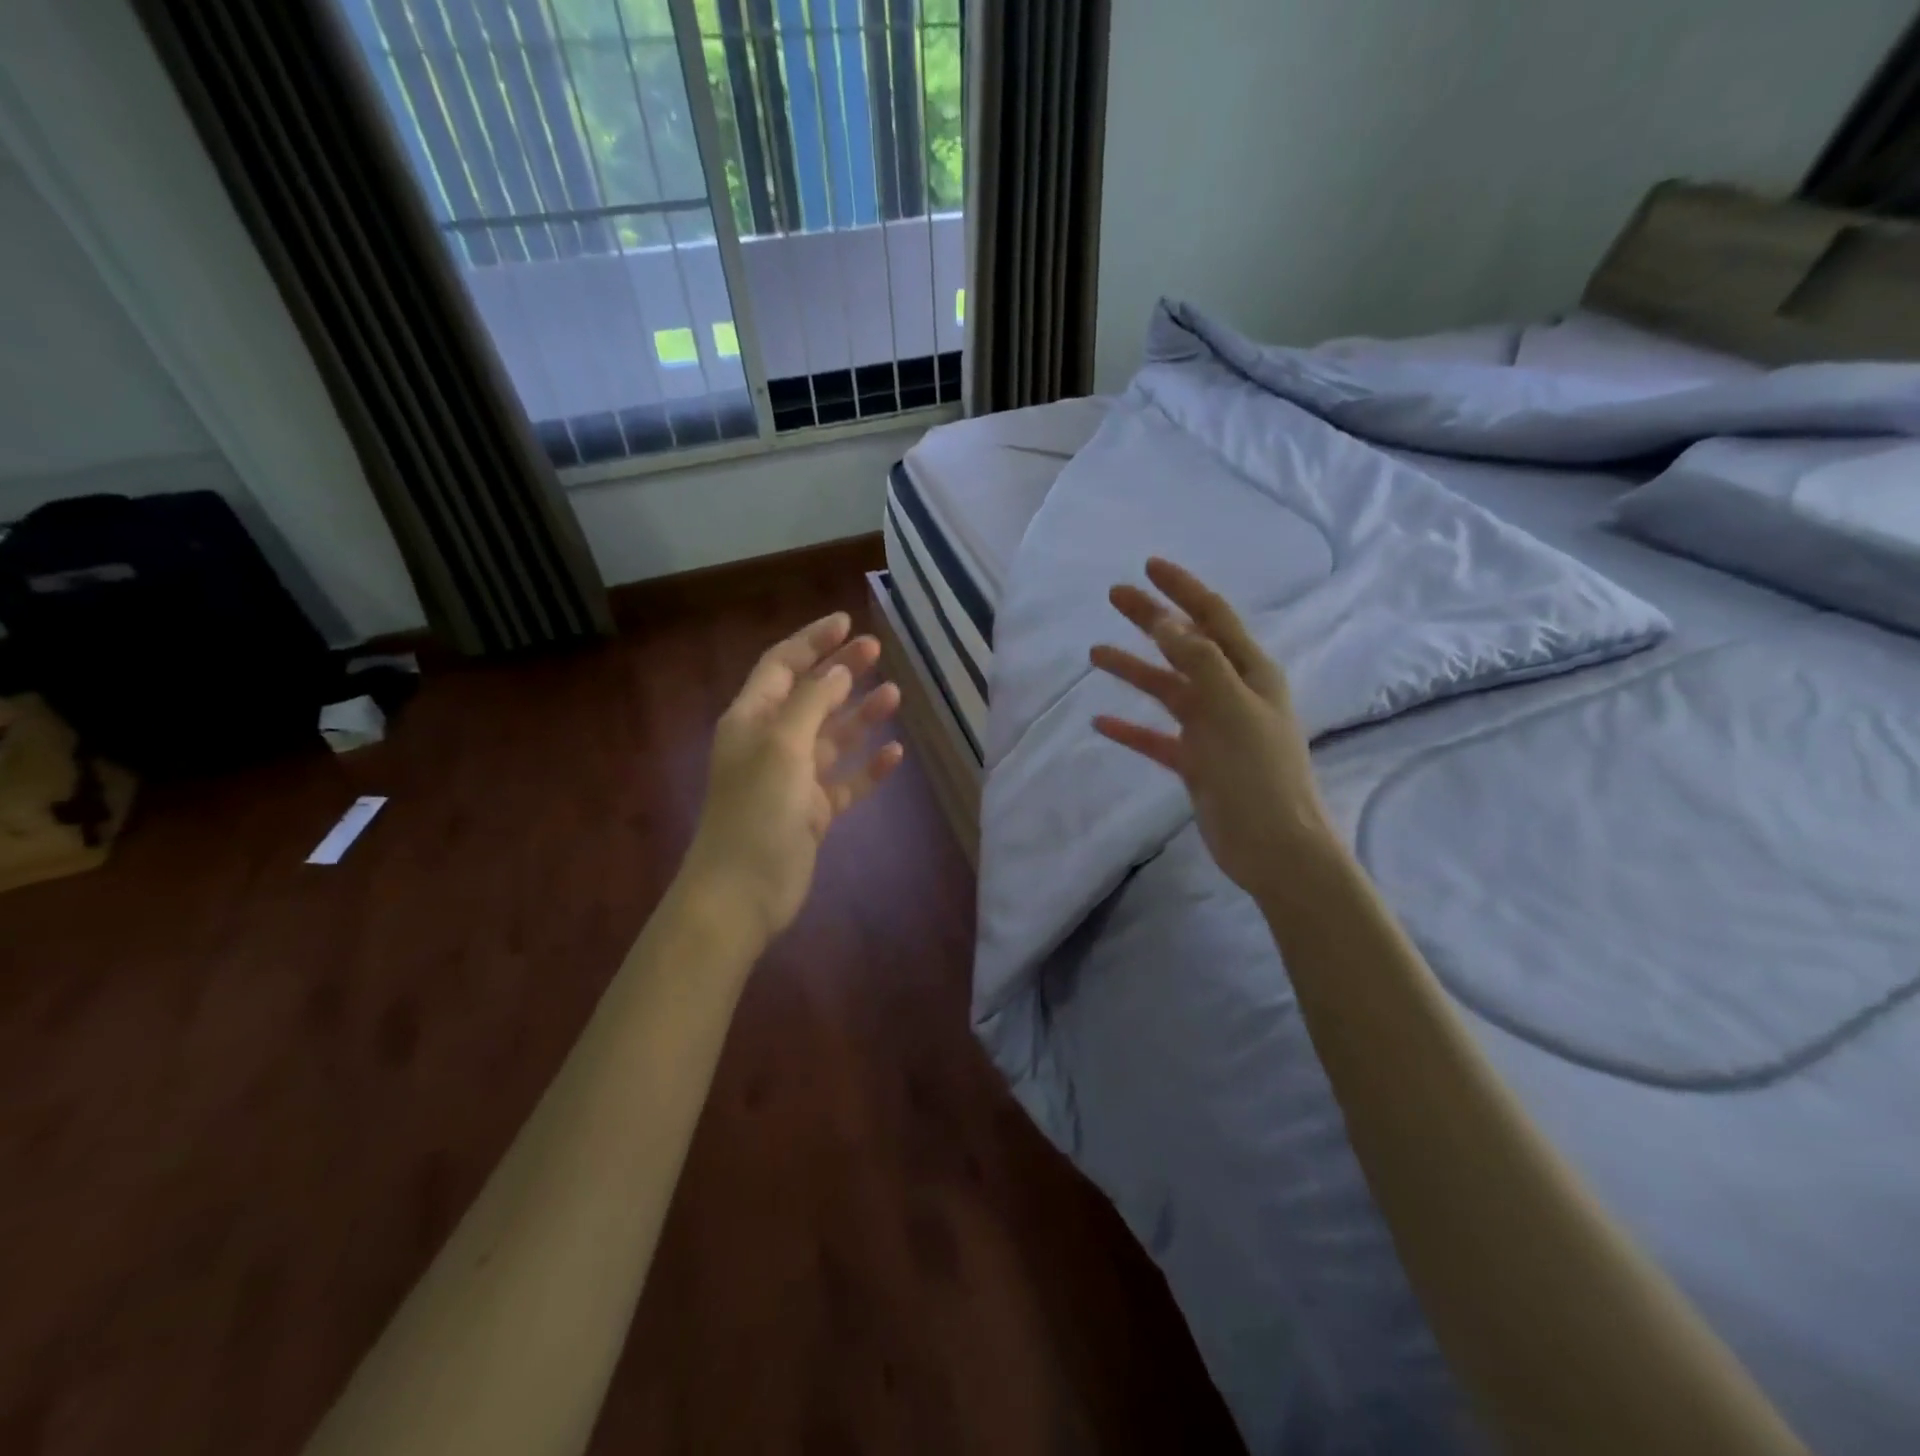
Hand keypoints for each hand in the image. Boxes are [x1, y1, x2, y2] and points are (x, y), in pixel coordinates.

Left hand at [682, 612, 903, 945]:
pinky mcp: (813, 812)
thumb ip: (810, 703)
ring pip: (832, 737)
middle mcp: (772, 743)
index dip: (812, 641)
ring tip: (895, 694)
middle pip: (810, 696)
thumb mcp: (782, 746)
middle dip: (841, 671)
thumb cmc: (756, 811)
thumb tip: (837, 672)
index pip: (781, 666)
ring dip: (860, 715)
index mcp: (752, 720)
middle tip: (876, 649)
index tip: (846, 622)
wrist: (742, 893)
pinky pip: (846, 781)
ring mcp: (793, 779)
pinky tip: (894, 753)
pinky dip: (868, 767)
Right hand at [1089, 558, 1332, 901]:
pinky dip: (1131, 728)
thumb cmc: (1259, 773)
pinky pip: (1156, 737)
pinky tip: (1102, 722)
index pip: (1213, 616)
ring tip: (1095, 655)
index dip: (1183, 589)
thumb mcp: (1231, 709)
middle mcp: (1231, 692)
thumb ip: (1200, 663)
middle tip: (1114, 596)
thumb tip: (1167, 622)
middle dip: (1150, 619)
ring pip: (1166, 689)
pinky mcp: (1196, 762)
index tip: (1149, 566)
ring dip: (1133, 669)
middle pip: (1184, 645)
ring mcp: (1212, 728)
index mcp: (1250, 672)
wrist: (1274, 846)